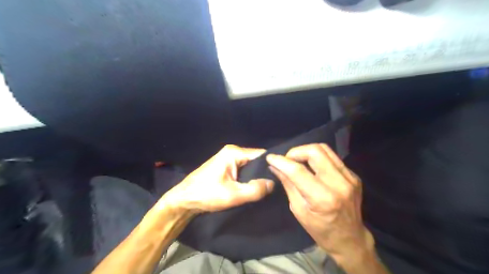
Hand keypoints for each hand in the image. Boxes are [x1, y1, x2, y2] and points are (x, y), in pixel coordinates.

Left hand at [161, 144, 274, 213]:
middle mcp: (233, 151)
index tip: (282, 177)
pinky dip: (250, 177)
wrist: (184, 199)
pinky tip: (254, 186)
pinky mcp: (227, 165)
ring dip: (257, 175)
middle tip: (276, 185)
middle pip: (256, 159)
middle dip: (265, 171)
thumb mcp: (233, 195)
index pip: (261, 155)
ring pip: (250, 165)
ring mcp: (229, 158)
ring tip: (267, 186)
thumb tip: (273, 183)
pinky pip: (244, 169)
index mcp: (234, 152)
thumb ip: (255, 189)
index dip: (272, 165)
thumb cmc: (207, 195)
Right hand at [266, 144, 372, 263]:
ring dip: (306, 151)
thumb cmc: (320, 230)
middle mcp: (339, 184)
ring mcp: (349, 178)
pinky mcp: (353, 175)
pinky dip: (318, 158)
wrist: (350, 239)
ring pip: (324, 149)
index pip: (298, 171)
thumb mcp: (298, 210)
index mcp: (323, 198)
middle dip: (296, 152)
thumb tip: (275, 167)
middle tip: (288, 161)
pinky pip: (332, 157)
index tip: (270, 158)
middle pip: (314, 151)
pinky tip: (312, 167)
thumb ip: (288, 185)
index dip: (281, 161)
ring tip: (298, 160)